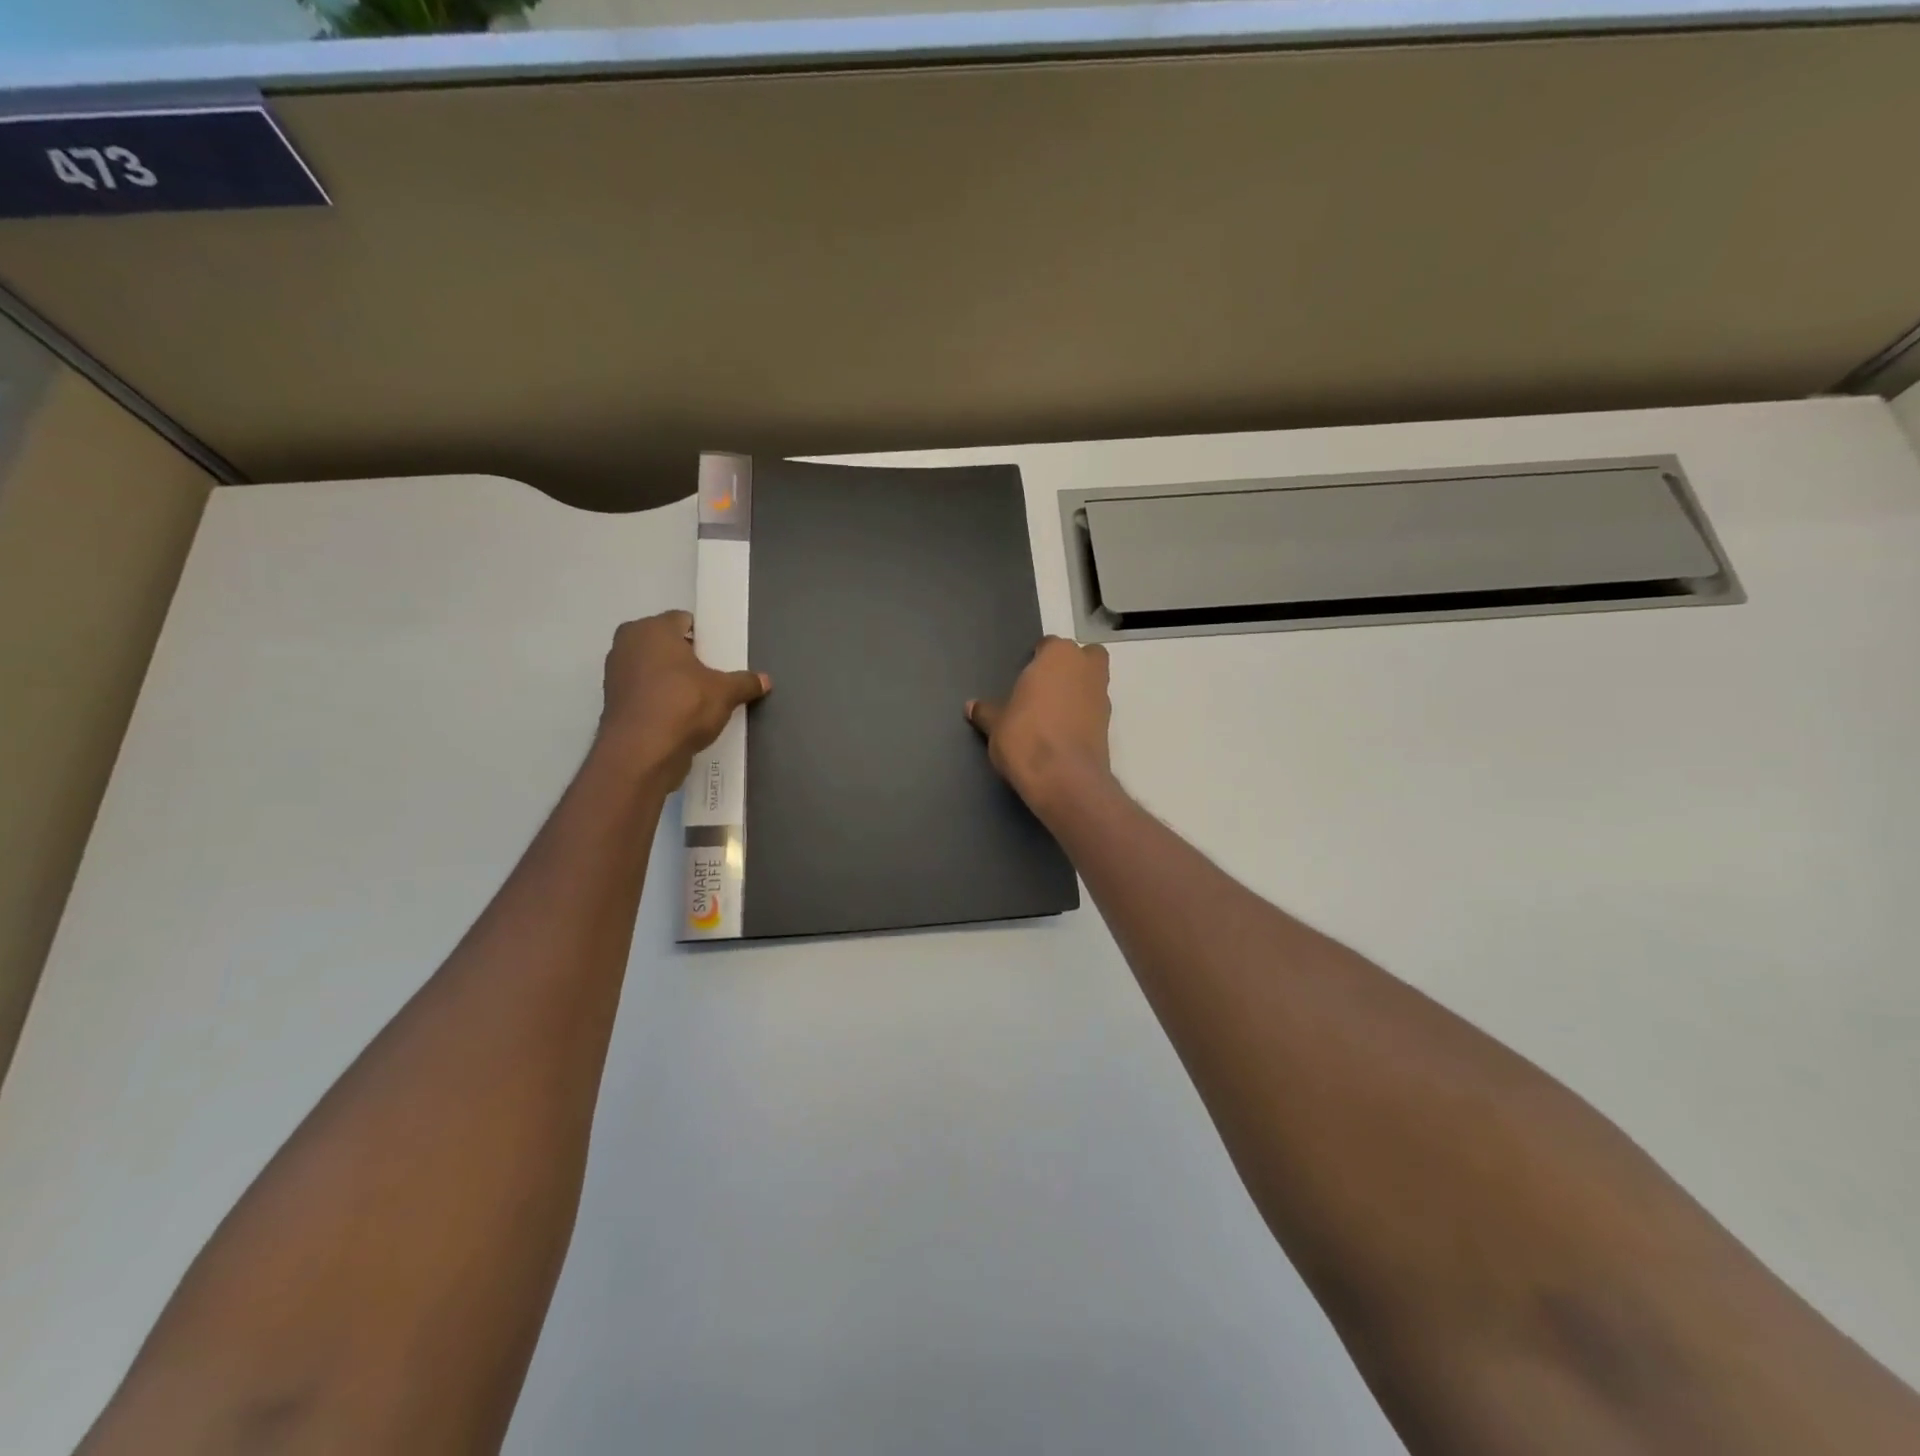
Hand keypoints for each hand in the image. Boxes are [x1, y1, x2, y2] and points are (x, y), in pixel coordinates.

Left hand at [597, 611, 768, 784]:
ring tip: (696, 697)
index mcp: (652, 629)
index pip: (682, 620)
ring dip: (670, 678)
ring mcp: (615, 673)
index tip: (719, 655)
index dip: (704, 636)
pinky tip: (679, 715)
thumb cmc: (683, 706)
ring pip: (651, 668)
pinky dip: (658, 698)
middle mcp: (627, 644)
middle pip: (664, 643)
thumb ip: (745, 682)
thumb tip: (765, 680)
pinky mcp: (613, 702)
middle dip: (685, 656)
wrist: (642, 754)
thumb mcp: (725, 693)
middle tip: (710, 675)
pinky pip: (643, 691)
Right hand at [967, 636, 1111, 811]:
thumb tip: (971, 707)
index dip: (1037, 660)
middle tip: (1046, 688)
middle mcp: (1085, 668)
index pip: (1049, 645)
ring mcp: (1102, 696)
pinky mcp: (1109, 724)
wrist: (1063, 778)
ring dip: (1078, 691)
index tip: (1024, 679)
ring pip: (1092, 682)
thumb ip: (986, 711)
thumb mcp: (996, 724)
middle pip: (1084, 657)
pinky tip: (1062, 733)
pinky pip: (1093, 710)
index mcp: (1058, 655)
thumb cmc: (1025, 737)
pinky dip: (1082, 715)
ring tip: (1051, 715)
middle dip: (1070, 667)